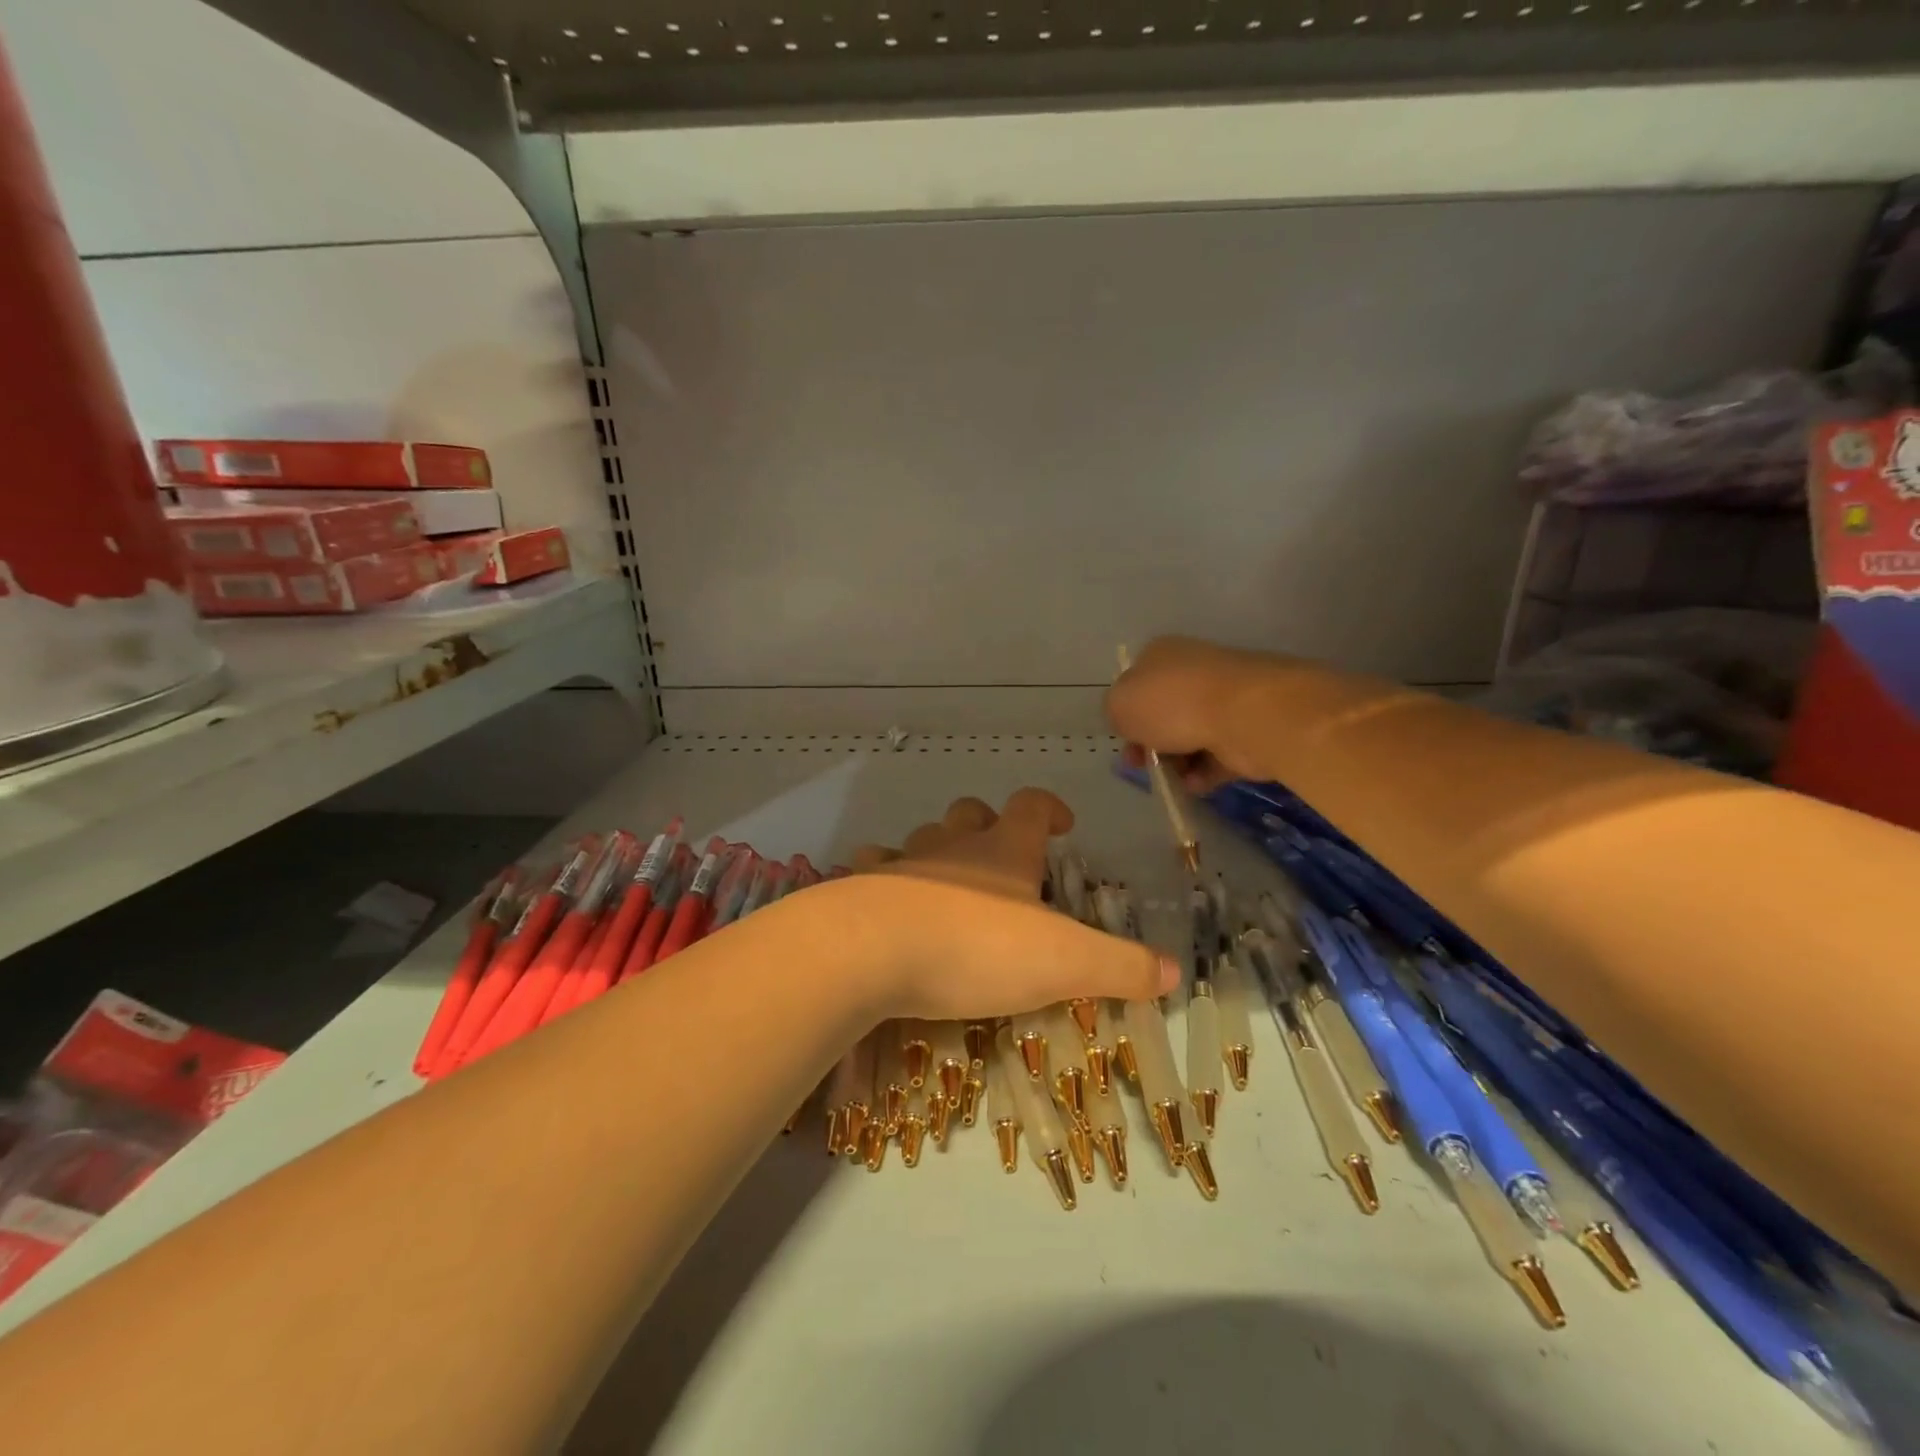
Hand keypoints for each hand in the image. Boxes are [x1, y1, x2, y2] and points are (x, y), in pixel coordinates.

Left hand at [844, 789, 1177, 1020]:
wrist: (873, 949)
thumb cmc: (976, 947)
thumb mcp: (1064, 961)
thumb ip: (1120, 966)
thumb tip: (1174, 971)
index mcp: (1004, 851)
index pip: (1031, 805)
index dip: (1049, 808)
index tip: (1062, 824)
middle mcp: (953, 846)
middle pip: (971, 814)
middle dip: (989, 826)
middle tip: (1005, 860)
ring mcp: (903, 863)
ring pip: (923, 837)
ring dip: (937, 850)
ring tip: (948, 882)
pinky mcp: (862, 888)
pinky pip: (871, 867)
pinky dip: (882, 876)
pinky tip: (887, 900)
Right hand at [1105, 635, 1277, 791]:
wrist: (1244, 716)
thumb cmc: (1172, 703)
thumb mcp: (1119, 704)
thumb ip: (1114, 712)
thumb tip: (1129, 721)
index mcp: (1161, 655)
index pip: (1136, 682)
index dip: (1125, 713)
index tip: (1122, 739)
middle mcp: (1193, 672)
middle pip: (1163, 712)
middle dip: (1149, 743)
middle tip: (1140, 764)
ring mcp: (1224, 700)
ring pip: (1189, 736)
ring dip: (1175, 761)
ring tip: (1170, 778)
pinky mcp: (1246, 730)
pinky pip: (1216, 756)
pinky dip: (1203, 773)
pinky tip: (1194, 784)